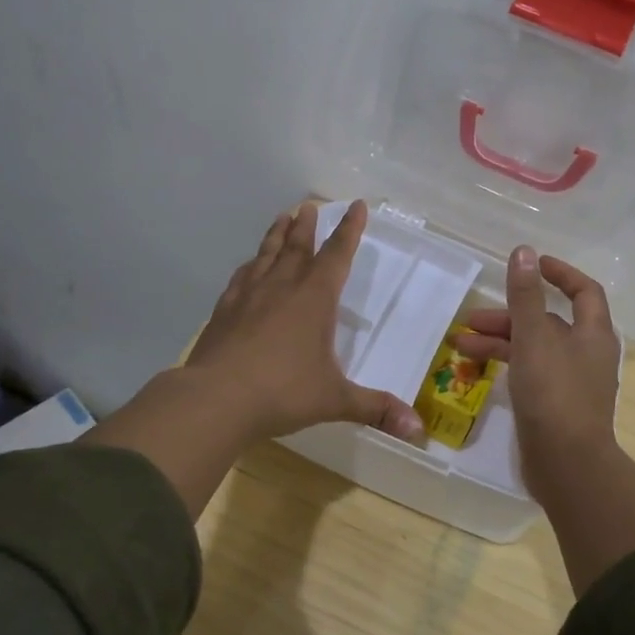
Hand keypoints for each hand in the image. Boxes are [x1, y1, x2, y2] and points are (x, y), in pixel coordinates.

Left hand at [186, 199, 425, 443]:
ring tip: (282, 217)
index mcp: (315, 298)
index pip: (338, 254)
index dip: (350, 229)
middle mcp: (282, 287)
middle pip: (298, 246)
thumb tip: (418, 430)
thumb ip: (376, 409)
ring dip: (277, 235)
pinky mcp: (224, 310)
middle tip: (308, 205)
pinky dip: (250, 266)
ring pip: (267, 254)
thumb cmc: (283, 392)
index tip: (356, 205)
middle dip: (307, 225)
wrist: (216, 398)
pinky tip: (248, 267)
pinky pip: (241, 278)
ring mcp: (249, 296)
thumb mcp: (335, 400)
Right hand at [453, 247, 620, 501]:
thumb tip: (524, 251)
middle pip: (548, 323)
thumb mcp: (534, 338)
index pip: (583, 291)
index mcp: (593, 334)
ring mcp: (571, 382)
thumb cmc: (554, 393)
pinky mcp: (555, 405)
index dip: (559, 273)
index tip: (531, 264)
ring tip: (459, 345)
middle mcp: (586, 354)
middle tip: (472, 318)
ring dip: (499, 343)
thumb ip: (526, 296)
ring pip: (534, 349)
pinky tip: (477, 369)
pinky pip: (529, 373)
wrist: (567, 464)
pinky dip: (506, 366)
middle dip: (509, 316)